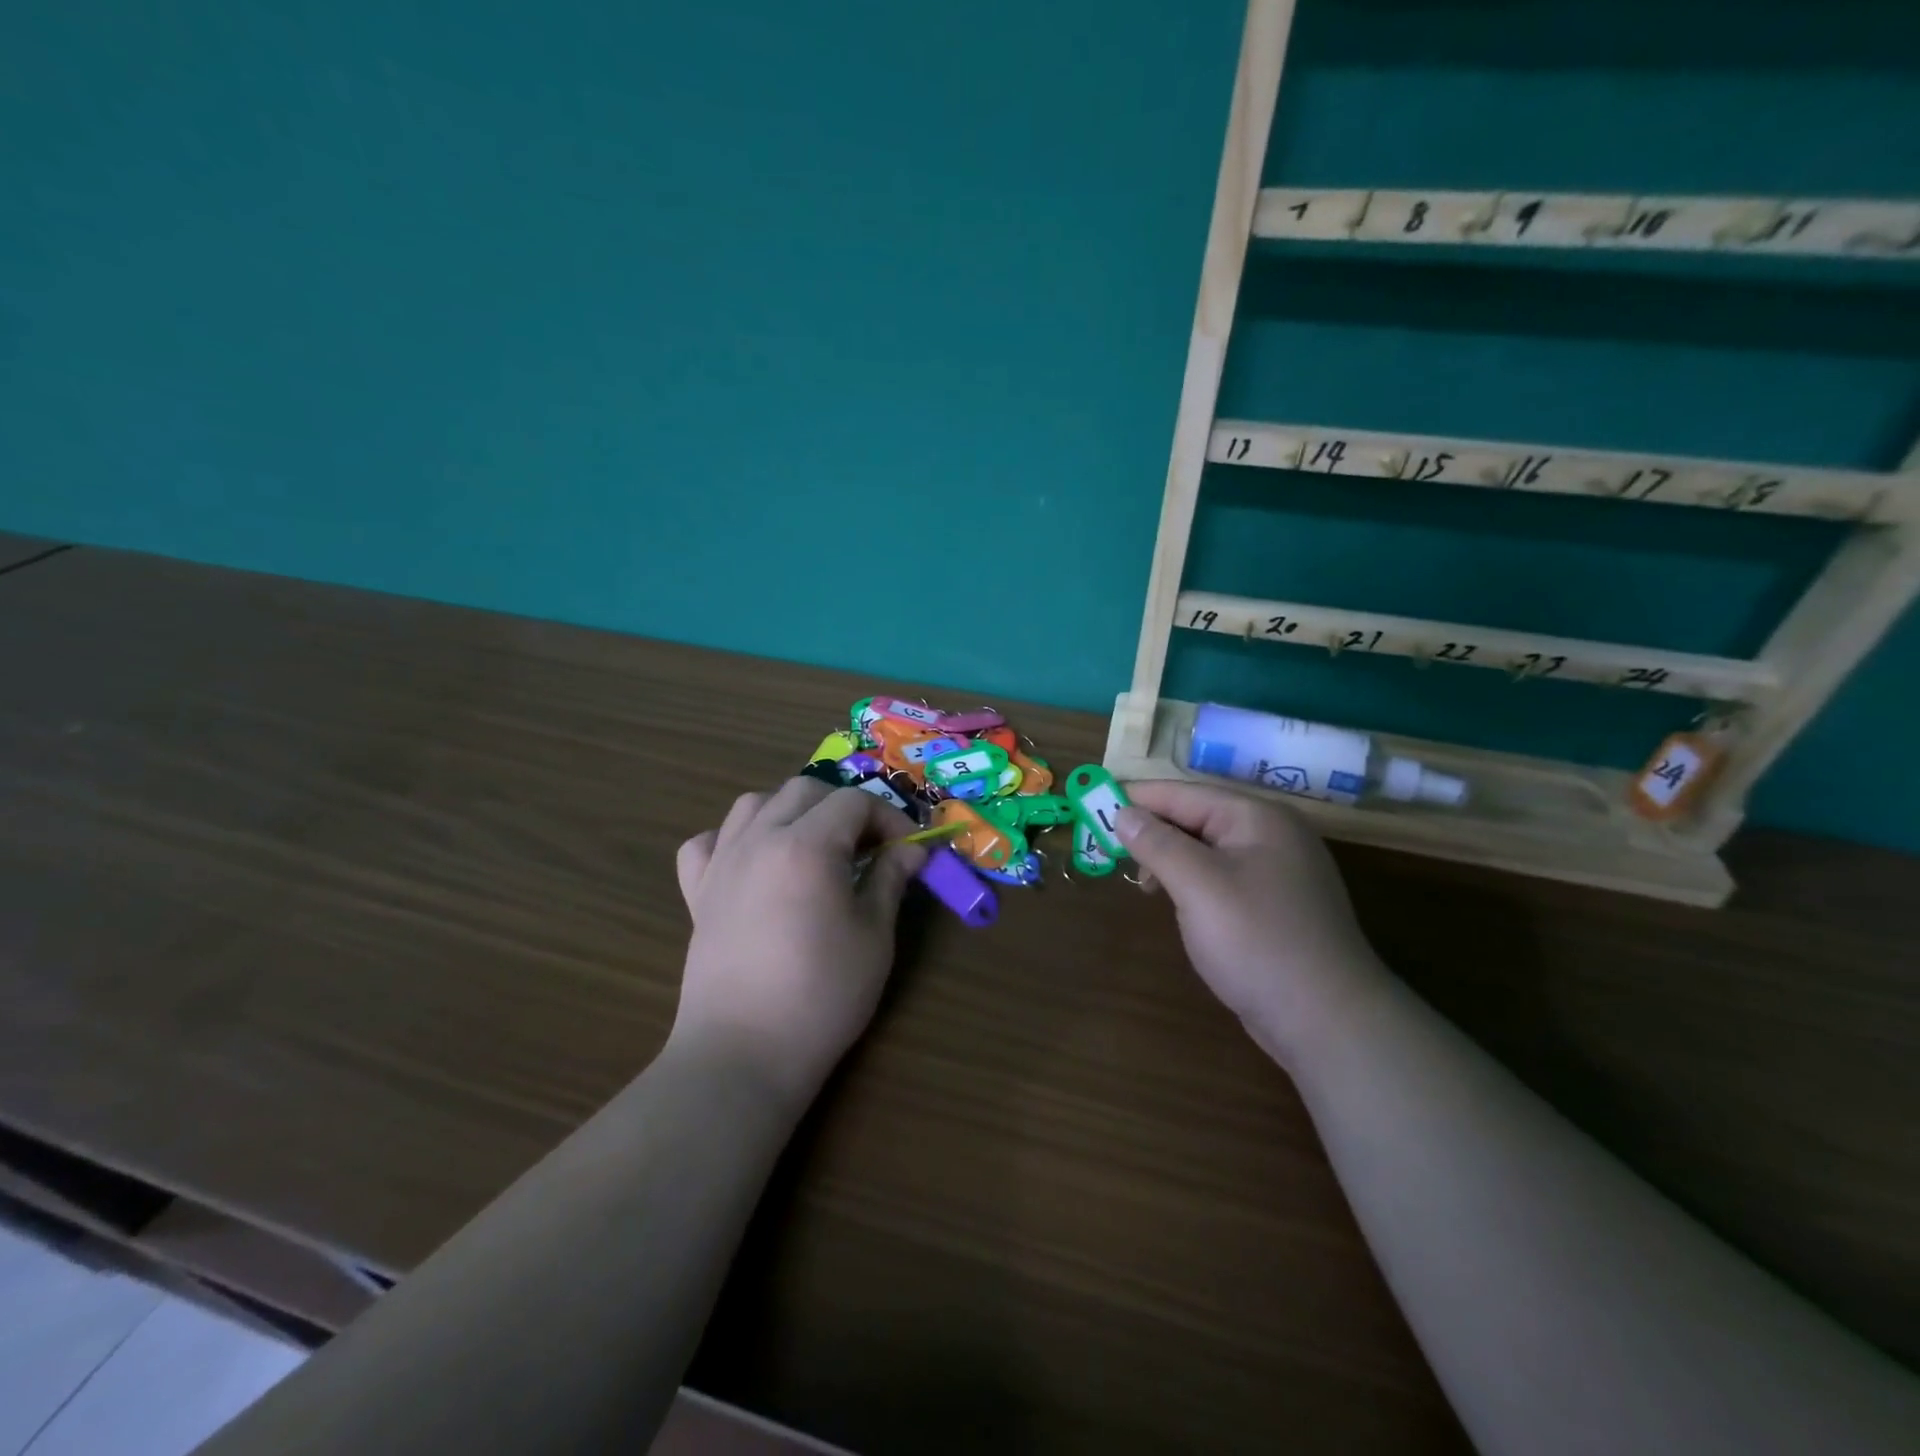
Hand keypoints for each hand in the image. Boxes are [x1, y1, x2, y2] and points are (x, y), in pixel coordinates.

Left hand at [673, 778, 926, 1100]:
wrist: (743, 1053)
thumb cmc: (821, 995)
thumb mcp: (873, 936)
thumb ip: (891, 880)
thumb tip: (913, 849)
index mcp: (807, 845)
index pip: (854, 803)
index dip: (889, 819)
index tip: (908, 850)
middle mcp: (759, 839)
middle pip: (804, 790)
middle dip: (844, 807)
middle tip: (868, 846)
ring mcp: (722, 864)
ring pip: (753, 804)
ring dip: (790, 810)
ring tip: (813, 844)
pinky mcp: (697, 893)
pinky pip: (706, 843)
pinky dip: (732, 839)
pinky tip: (752, 863)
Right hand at [1116, 781, 1387, 1066]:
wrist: (1328, 1021)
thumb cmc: (1256, 941)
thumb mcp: (1197, 885)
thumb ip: (1157, 843)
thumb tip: (1123, 813)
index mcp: (1256, 818)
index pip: (1183, 793)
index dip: (1137, 798)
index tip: (1093, 805)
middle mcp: (1272, 834)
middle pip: (1197, 817)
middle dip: (1152, 830)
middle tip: (1110, 850)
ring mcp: (1279, 871)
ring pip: (1208, 849)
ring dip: (1170, 859)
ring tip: (1143, 884)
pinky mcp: (1277, 905)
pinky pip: (1223, 877)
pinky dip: (1193, 882)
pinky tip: (1178, 902)